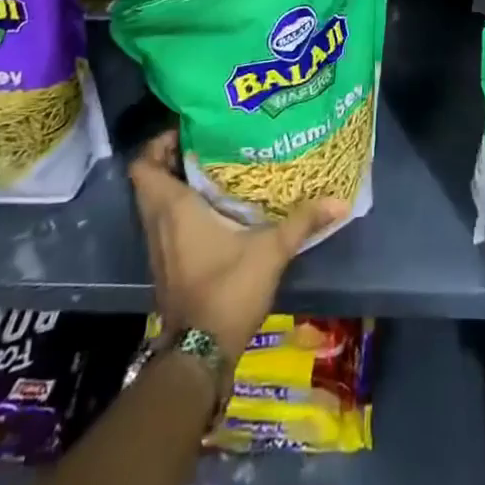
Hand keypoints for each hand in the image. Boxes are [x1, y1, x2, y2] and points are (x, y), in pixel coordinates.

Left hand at [128, 130, 345, 362]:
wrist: (199, 354)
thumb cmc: (227, 290)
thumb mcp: (272, 251)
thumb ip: (303, 222)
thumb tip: (340, 200)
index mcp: (174, 209)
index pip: (143, 165)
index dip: (158, 143)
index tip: (191, 130)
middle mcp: (158, 223)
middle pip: (150, 179)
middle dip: (174, 158)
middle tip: (210, 143)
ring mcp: (159, 246)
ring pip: (157, 202)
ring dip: (178, 184)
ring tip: (218, 168)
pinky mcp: (167, 265)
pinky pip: (165, 223)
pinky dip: (182, 209)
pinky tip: (217, 207)